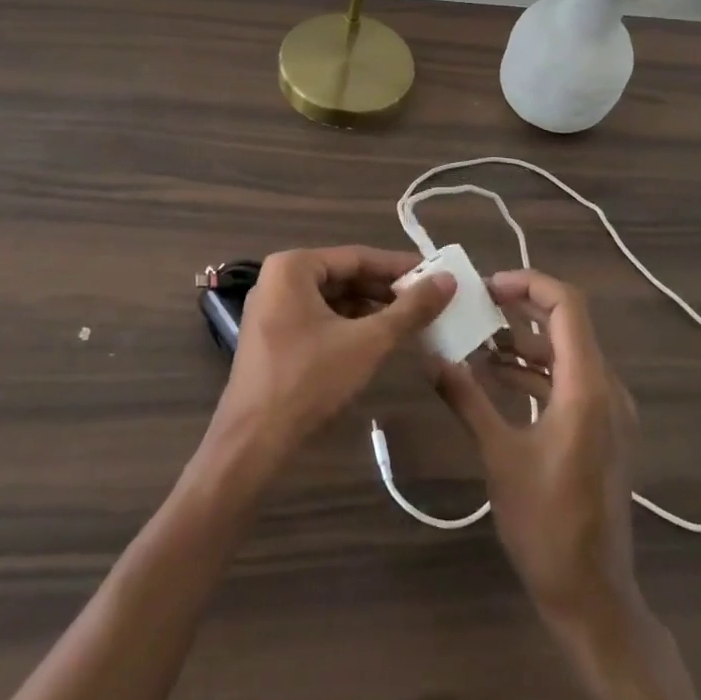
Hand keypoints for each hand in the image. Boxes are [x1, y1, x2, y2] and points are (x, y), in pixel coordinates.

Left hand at [208, 247, 454, 471]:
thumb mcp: (368, 342)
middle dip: (386, 290)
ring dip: (370, 309)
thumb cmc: (310, 380)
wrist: (252, 442)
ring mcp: (272, 308)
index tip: (436, 275)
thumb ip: (410, 309)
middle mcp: (278, 279)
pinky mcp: (273, 336)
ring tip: (411, 320)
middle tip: (428, 300)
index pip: (358, 257)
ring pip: (333, 299)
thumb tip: (448, 279)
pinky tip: (378, 339)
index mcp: (294, 267)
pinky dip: (349, 325)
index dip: (400, 267)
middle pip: (345, 276)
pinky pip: (319, 318)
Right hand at [432, 270, 639, 628]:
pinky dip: (535, 370)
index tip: (488, 286)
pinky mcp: (601, 429)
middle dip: (522, 308)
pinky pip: (569, 379)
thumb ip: (467, 399)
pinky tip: (497, 378)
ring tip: (477, 340)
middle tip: (477, 306)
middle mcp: (606, 388)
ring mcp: (608, 410)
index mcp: (586, 387)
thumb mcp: (499, 456)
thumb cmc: (546, 524)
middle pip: (568, 323)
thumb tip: (431, 358)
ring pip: (567, 351)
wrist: (592, 594)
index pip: (567, 306)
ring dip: (525, 341)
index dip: (530, 283)